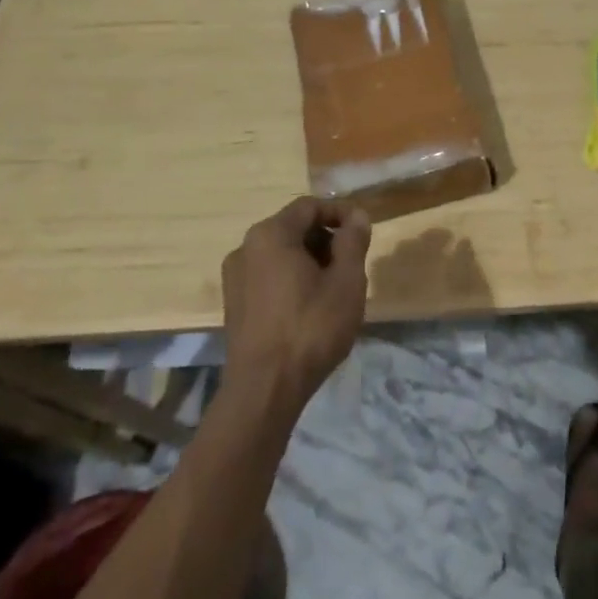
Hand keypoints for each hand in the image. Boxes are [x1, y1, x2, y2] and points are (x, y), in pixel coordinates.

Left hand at [221, 197, 371, 416]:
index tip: (363, 228)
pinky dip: (292, 278)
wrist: (264, 391)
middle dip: (326, 238)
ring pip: (280, 254)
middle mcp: (245, 248)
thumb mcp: (346, 281)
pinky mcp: (234, 305)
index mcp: (270, 235)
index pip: (309, 206)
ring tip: (336, 285)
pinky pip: (268, 276)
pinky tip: (311, 305)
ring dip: (311, 259)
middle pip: (293, 228)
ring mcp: (234, 278)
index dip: (339, 211)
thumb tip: (357, 216)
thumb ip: (353, 241)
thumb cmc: (310, 328)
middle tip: (353, 261)